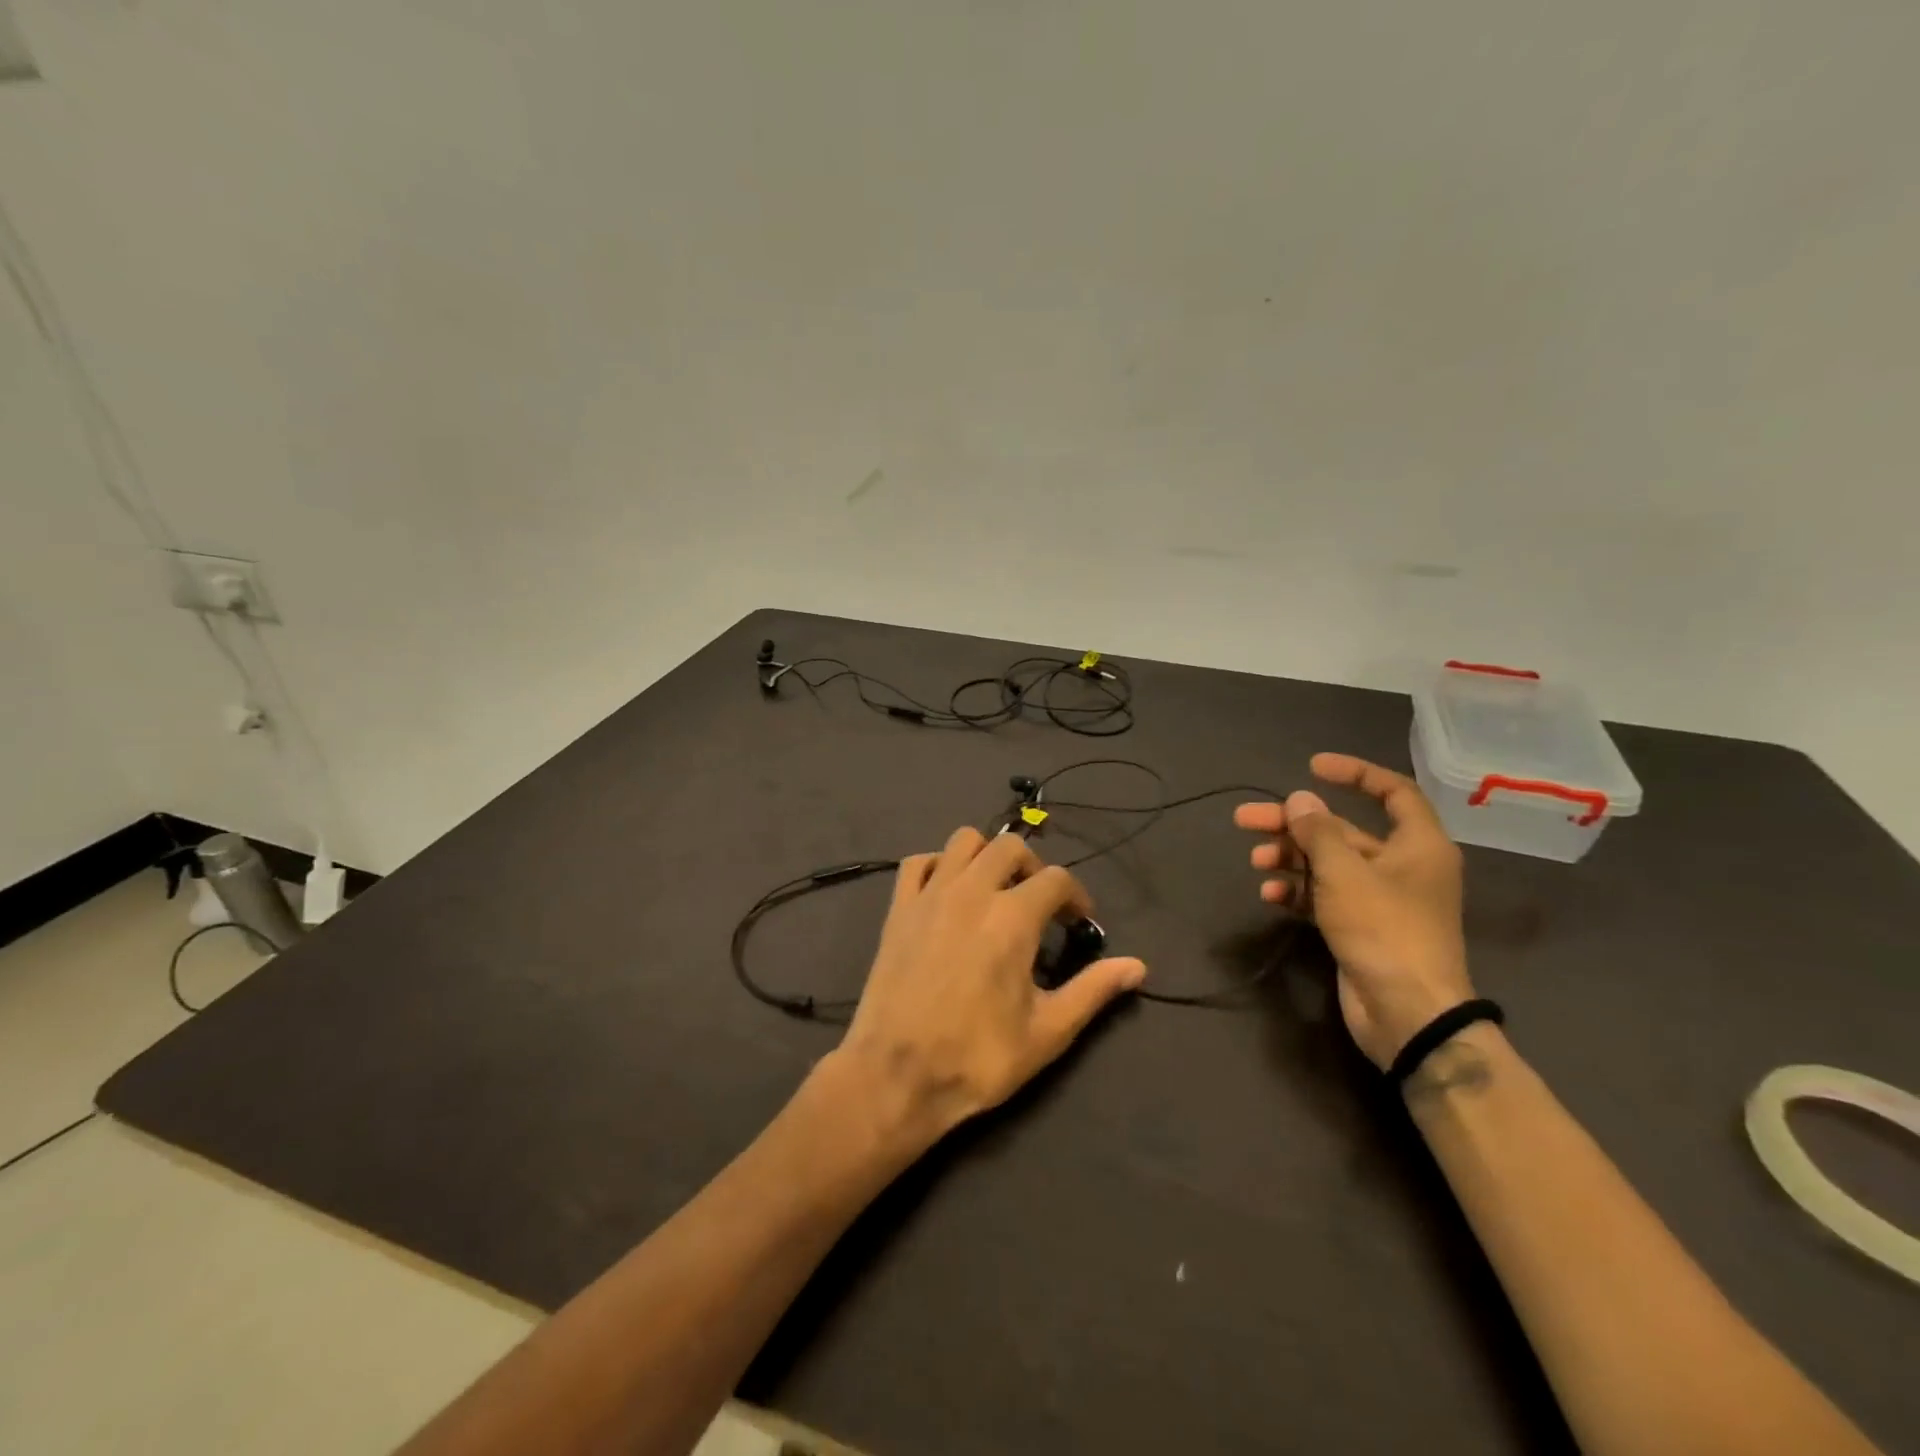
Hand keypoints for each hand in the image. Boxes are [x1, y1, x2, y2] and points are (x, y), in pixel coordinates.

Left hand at [833, 828, 1146, 1141]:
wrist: (897, 1075)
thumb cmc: (978, 1057)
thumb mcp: (1047, 1031)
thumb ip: (1093, 990)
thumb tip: (1137, 966)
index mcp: (1013, 917)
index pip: (1057, 879)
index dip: (1076, 897)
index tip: (1077, 924)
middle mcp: (972, 891)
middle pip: (1010, 846)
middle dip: (1033, 867)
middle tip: (1039, 903)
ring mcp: (930, 895)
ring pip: (963, 841)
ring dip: (986, 855)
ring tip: (994, 890)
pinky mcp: (899, 908)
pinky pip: (918, 862)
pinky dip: (938, 865)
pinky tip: (947, 893)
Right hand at [1234, 754, 1472, 1067]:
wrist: (1407, 1013)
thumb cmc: (1384, 929)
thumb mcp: (1344, 873)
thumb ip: (1317, 832)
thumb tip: (1299, 799)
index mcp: (1417, 845)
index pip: (1393, 791)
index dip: (1354, 773)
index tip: (1311, 767)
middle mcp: (1402, 866)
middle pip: (1342, 831)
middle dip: (1294, 824)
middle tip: (1245, 819)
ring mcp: (1381, 899)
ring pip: (1328, 864)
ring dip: (1290, 858)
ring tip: (1255, 861)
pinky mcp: (1361, 927)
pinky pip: (1324, 896)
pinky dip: (1297, 891)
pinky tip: (1269, 896)